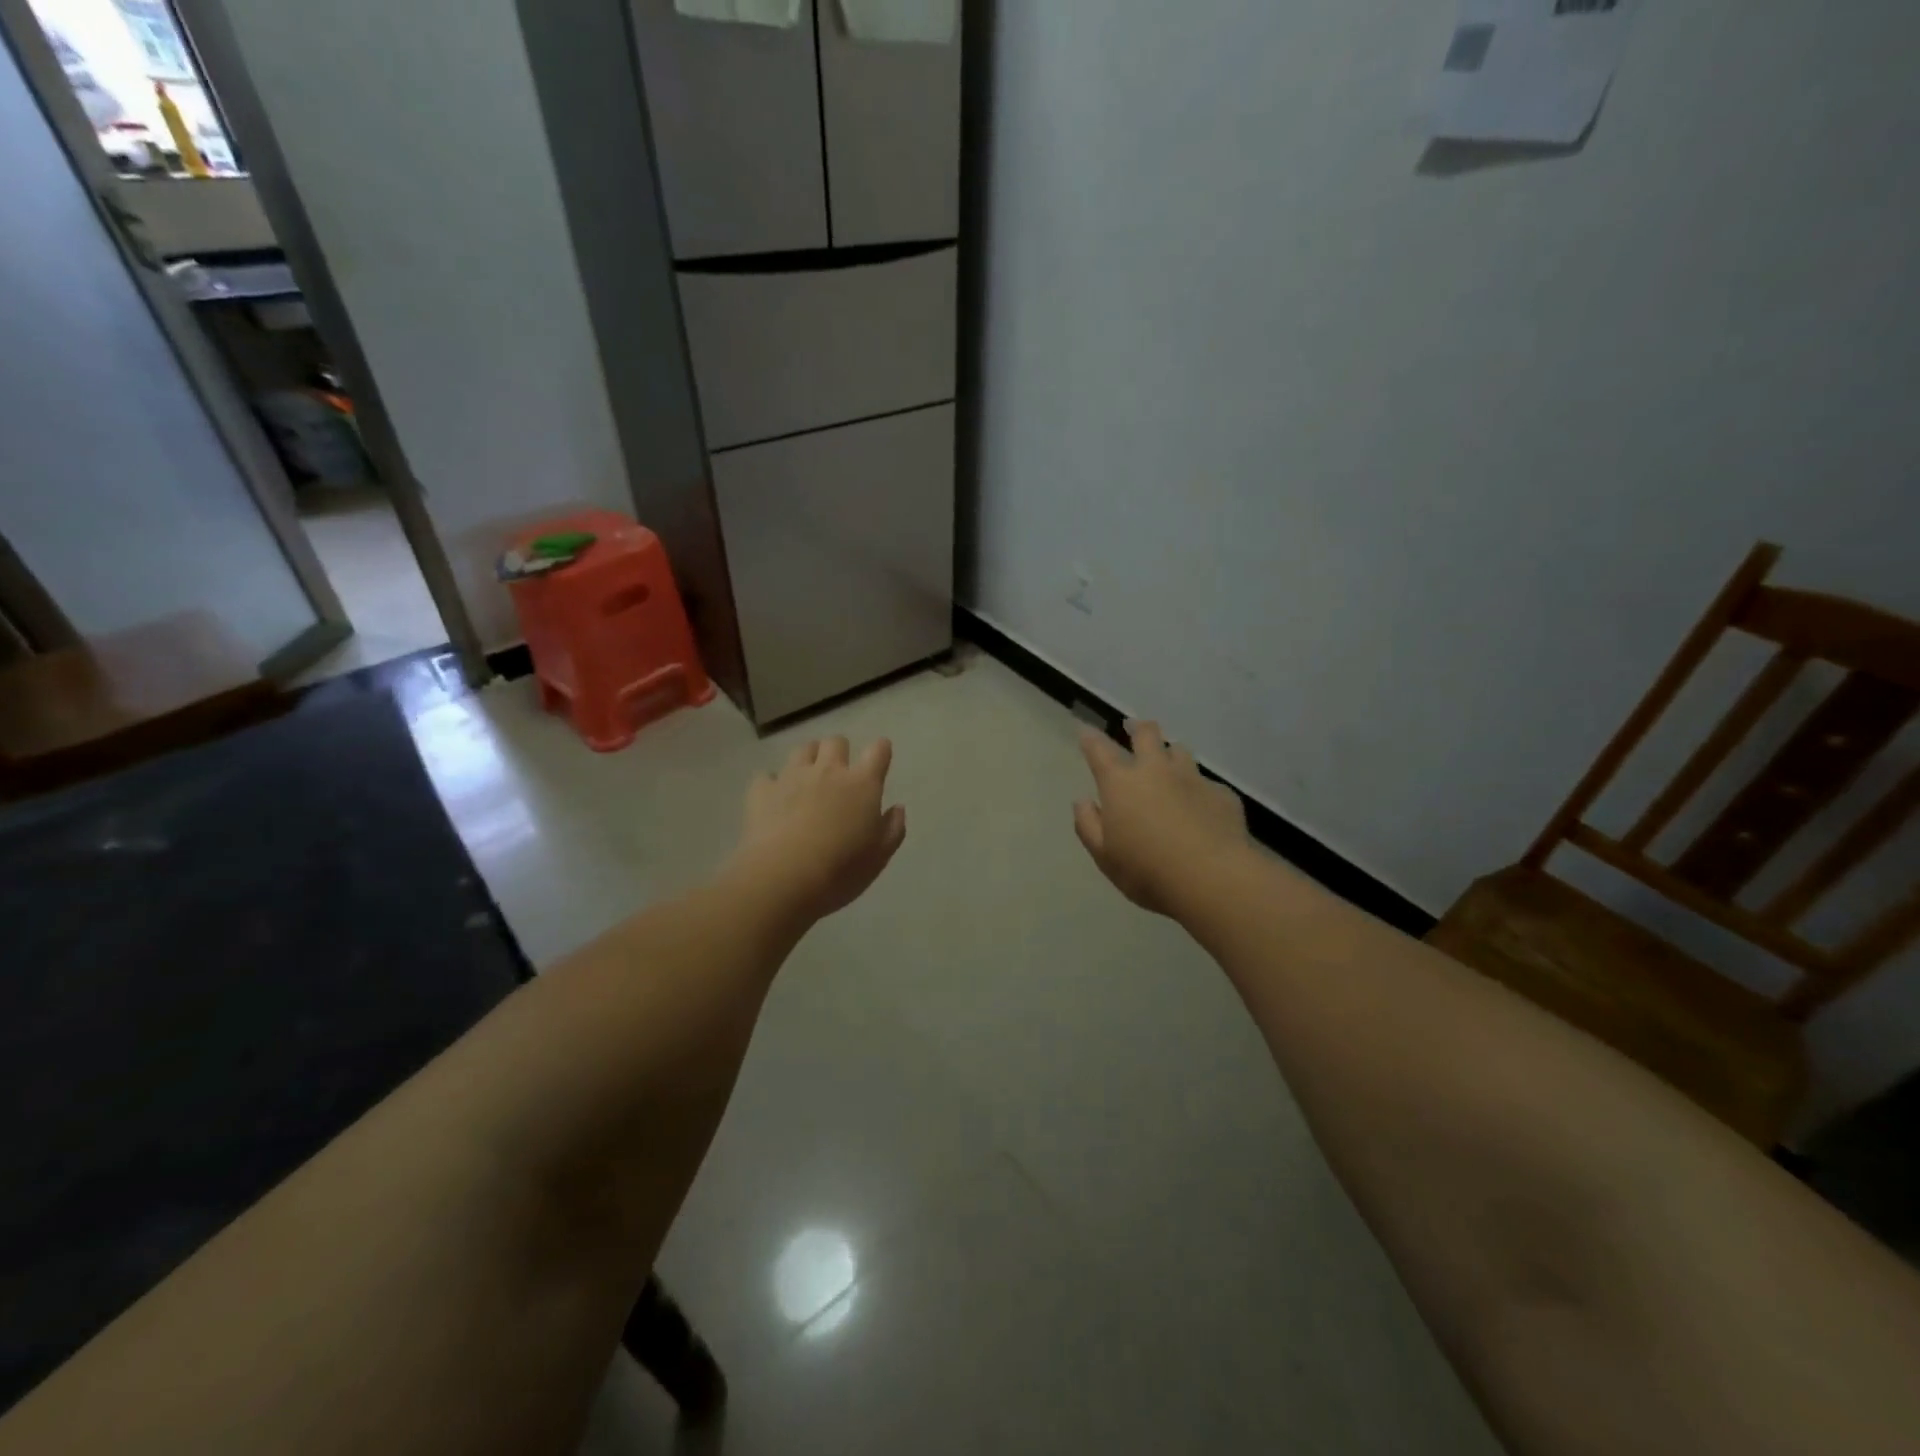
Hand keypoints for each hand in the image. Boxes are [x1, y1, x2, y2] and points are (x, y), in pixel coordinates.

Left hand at [728, 736, 906, 922]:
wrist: (783, 877)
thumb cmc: (841, 869)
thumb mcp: (879, 857)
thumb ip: (893, 828)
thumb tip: (897, 808)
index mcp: (862, 784)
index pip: (878, 751)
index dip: (881, 750)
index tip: (880, 757)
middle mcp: (828, 771)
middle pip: (836, 742)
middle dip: (839, 752)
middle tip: (839, 774)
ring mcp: (792, 777)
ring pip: (802, 750)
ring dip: (808, 759)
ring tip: (807, 780)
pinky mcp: (762, 790)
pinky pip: (767, 775)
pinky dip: (772, 783)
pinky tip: (773, 798)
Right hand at [1074, 720, 1249, 917]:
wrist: (1211, 878)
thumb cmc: (1147, 870)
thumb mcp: (1104, 856)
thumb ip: (1089, 825)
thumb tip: (1083, 801)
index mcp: (1121, 783)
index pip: (1099, 750)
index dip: (1089, 737)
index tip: (1084, 730)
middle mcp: (1156, 770)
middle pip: (1147, 734)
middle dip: (1138, 727)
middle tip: (1133, 727)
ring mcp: (1193, 779)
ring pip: (1180, 751)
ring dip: (1171, 754)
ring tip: (1169, 763)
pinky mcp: (1222, 795)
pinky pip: (1207, 784)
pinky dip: (1198, 790)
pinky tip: (1201, 807)